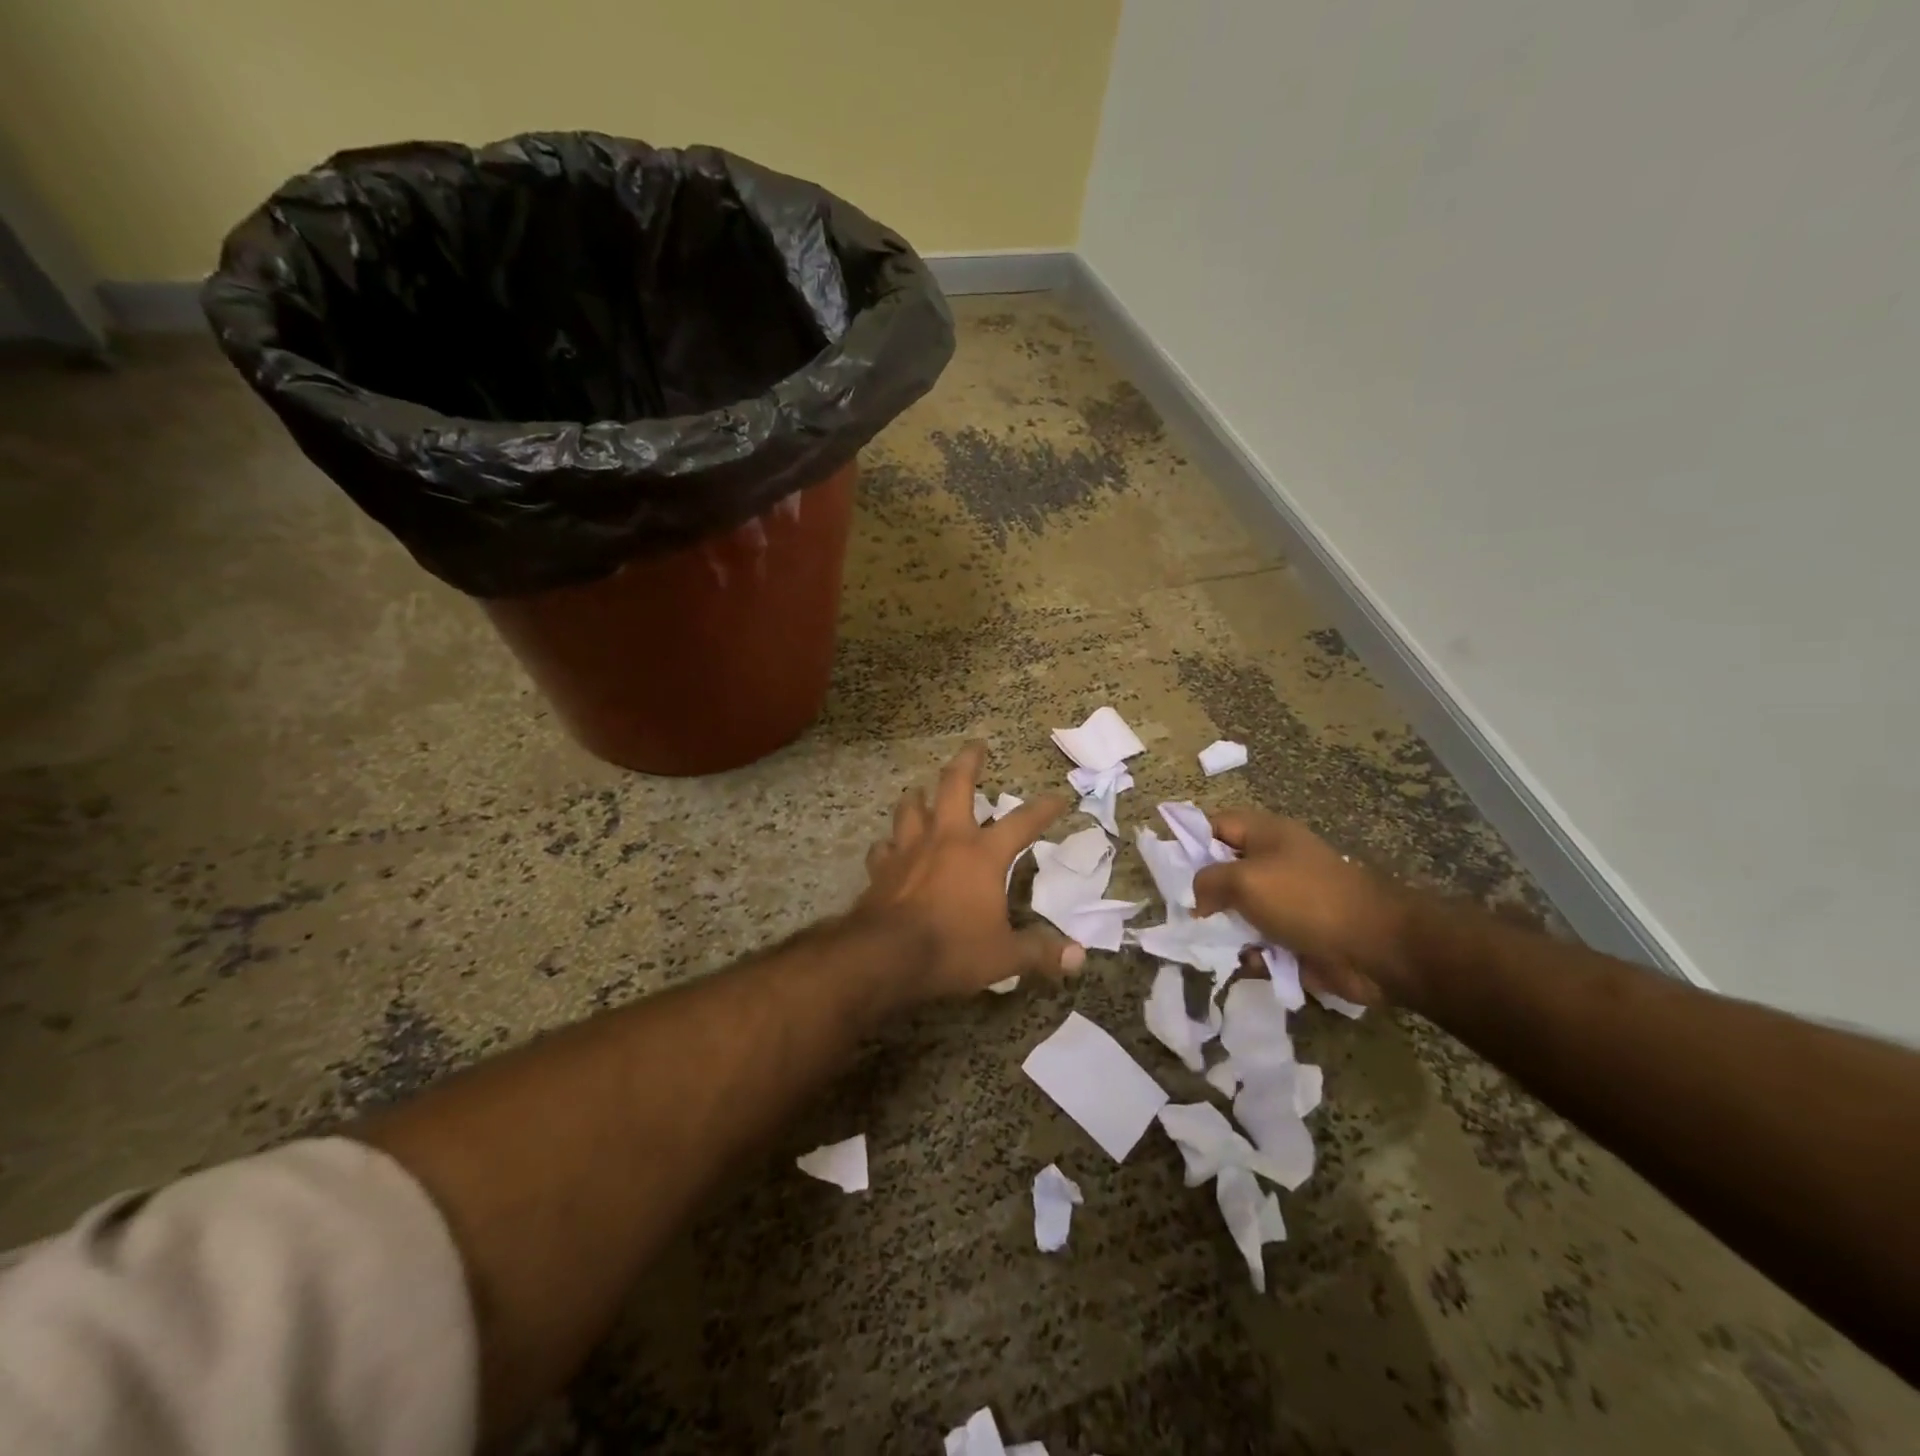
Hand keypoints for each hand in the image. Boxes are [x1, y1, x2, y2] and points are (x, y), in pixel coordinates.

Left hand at [855, 742, 1087, 998]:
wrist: (886, 955)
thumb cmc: (952, 949)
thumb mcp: (1004, 956)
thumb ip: (1040, 953)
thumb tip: (1078, 958)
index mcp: (982, 854)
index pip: (1022, 822)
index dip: (1043, 808)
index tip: (1058, 798)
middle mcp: (946, 839)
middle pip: (955, 785)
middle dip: (968, 762)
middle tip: (976, 746)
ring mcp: (909, 849)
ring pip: (911, 808)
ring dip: (919, 797)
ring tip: (922, 791)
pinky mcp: (882, 868)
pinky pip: (883, 847)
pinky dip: (889, 844)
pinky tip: (889, 847)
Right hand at [1192, 809, 1406, 1006]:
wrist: (1375, 947)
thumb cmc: (1305, 900)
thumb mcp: (1244, 880)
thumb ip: (1208, 881)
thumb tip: (1199, 899)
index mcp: (1266, 835)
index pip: (1215, 825)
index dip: (1190, 841)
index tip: (1166, 867)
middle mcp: (1275, 863)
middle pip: (1225, 871)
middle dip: (1203, 892)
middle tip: (1182, 911)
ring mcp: (1287, 901)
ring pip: (1240, 910)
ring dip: (1225, 928)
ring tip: (1209, 944)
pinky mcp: (1297, 936)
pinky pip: (1261, 941)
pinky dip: (1251, 953)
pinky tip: (1248, 963)